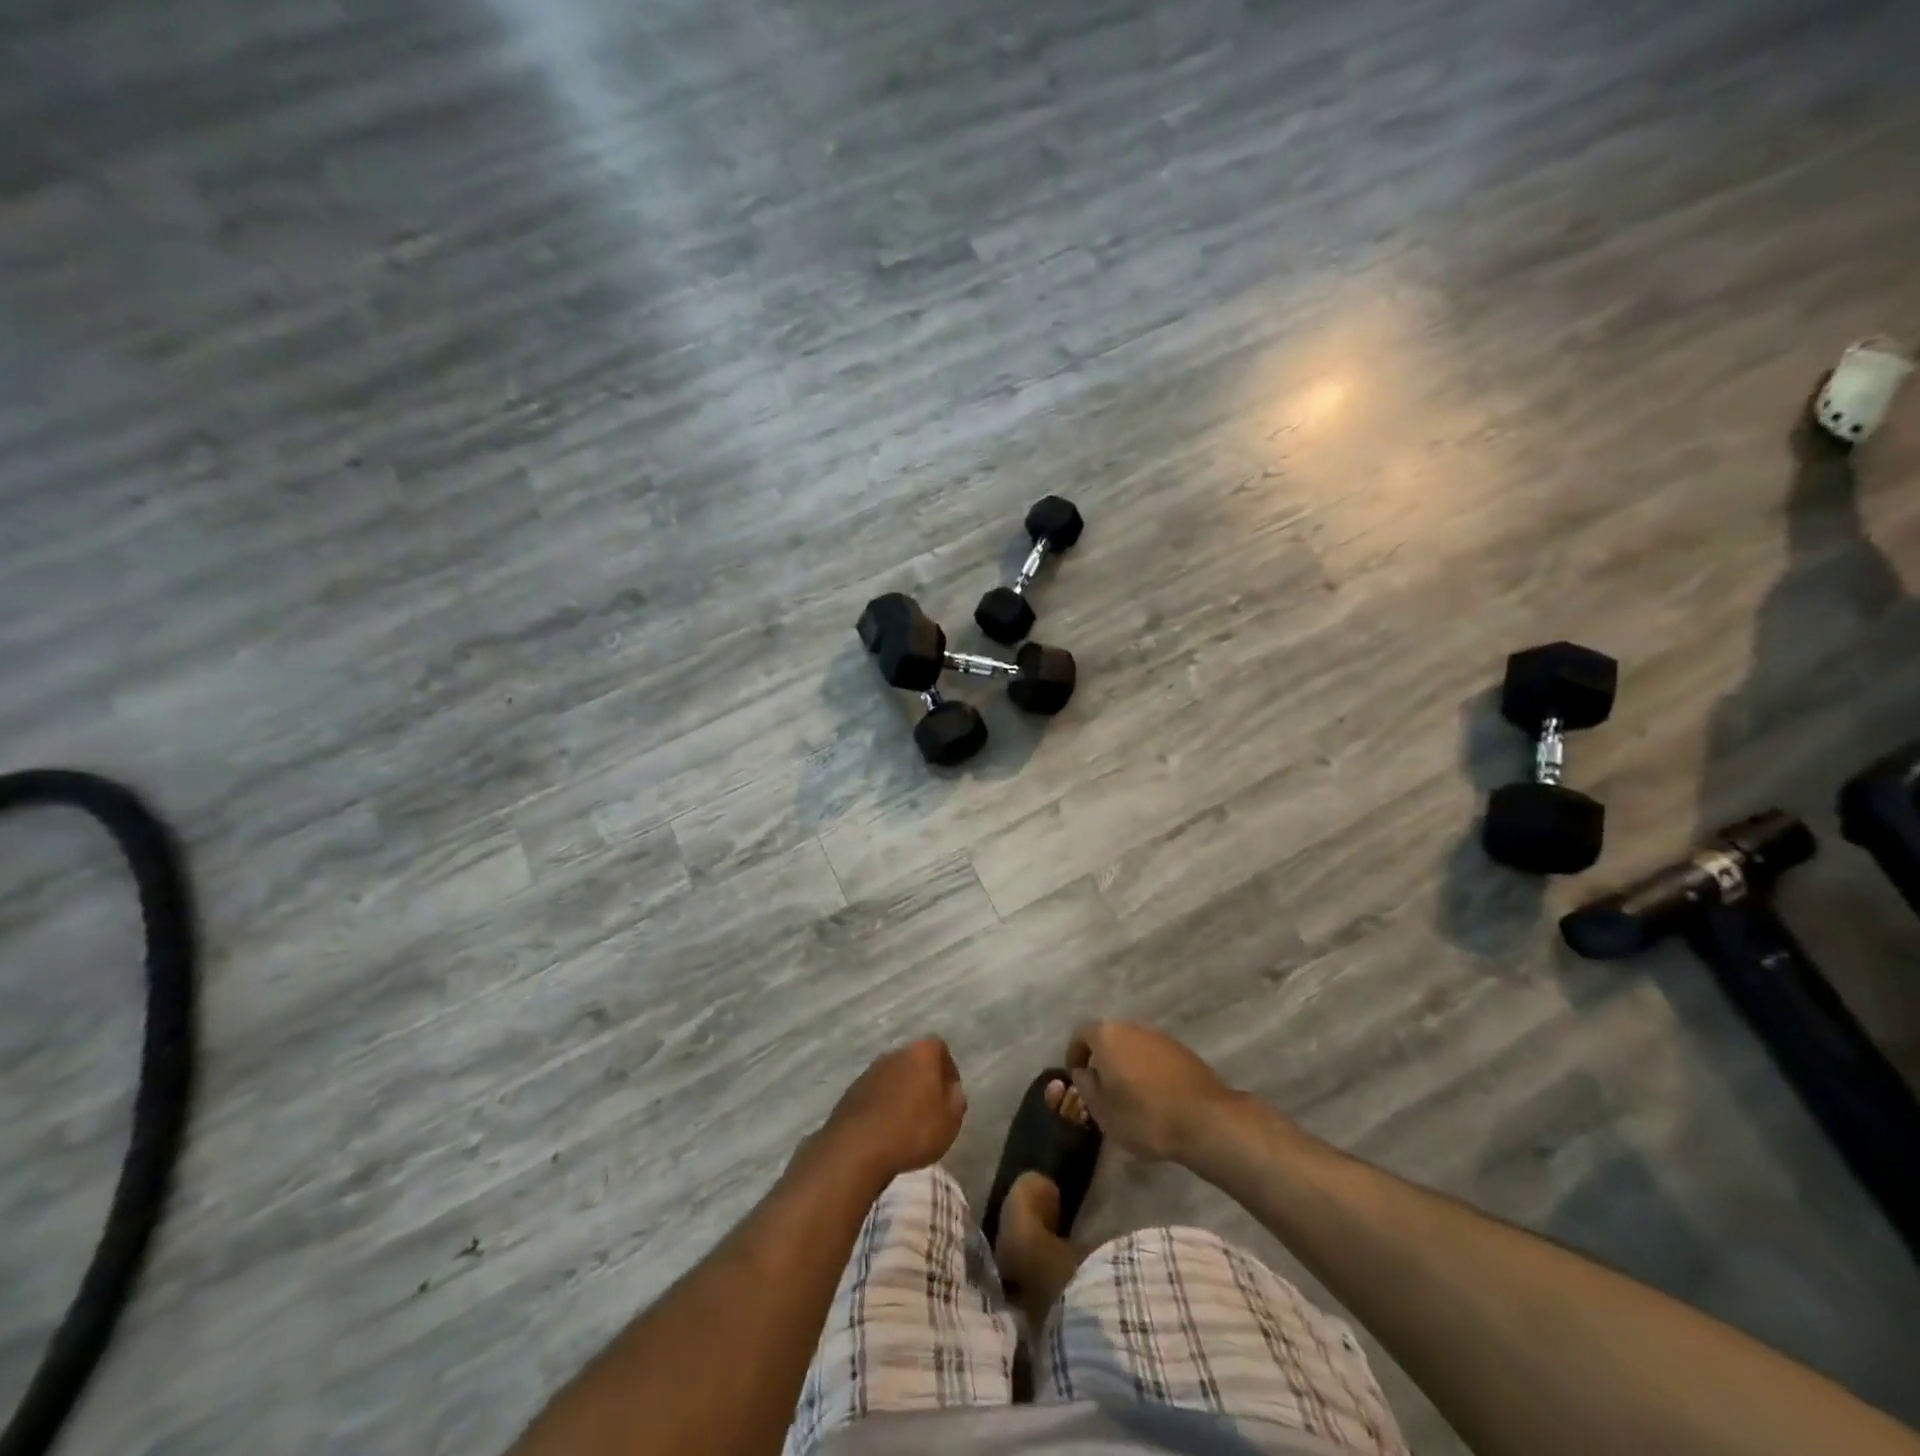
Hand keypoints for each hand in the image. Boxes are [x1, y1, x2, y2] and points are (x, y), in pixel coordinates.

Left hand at [819, 1038, 967, 1183]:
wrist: (857, 1148)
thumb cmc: (913, 1130)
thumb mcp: (950, 1120)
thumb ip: (956, 1099)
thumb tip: (951, 1090)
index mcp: (920, 1053)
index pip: (939, 1047)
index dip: (948, 1069)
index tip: (950, 1094)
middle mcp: (893, 1054)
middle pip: (914, 1061)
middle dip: (924, 1081)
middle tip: (930, 1110)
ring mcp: (869, 1072)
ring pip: (894, 1078)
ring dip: (902, 1094)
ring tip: (907, 1125)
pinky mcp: (851, 1092)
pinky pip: (875, 1095)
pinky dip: (883, 1107)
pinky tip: (885, 1132)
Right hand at [1068, 1021, 1234, 1162]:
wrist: (1205, 1120)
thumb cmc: (1145, 1116)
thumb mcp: (1102, 1110)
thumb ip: (1086, 1086)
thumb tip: (1084, 1071)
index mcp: (1107, 1036)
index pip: (1081, 1034)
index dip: (1074, 1054)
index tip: (1076, 1077)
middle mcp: (1132, 1027)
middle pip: (1108, 1037)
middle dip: (1101, 1058)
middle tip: (1101, 1086)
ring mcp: (1160, 1036)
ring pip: (1132, 1045)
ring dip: (1126, 1063)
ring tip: (1128, 1094)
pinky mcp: (1182, 1050)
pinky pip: (1153, 1055)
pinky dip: (1147, 1069)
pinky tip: (1153, 1095)